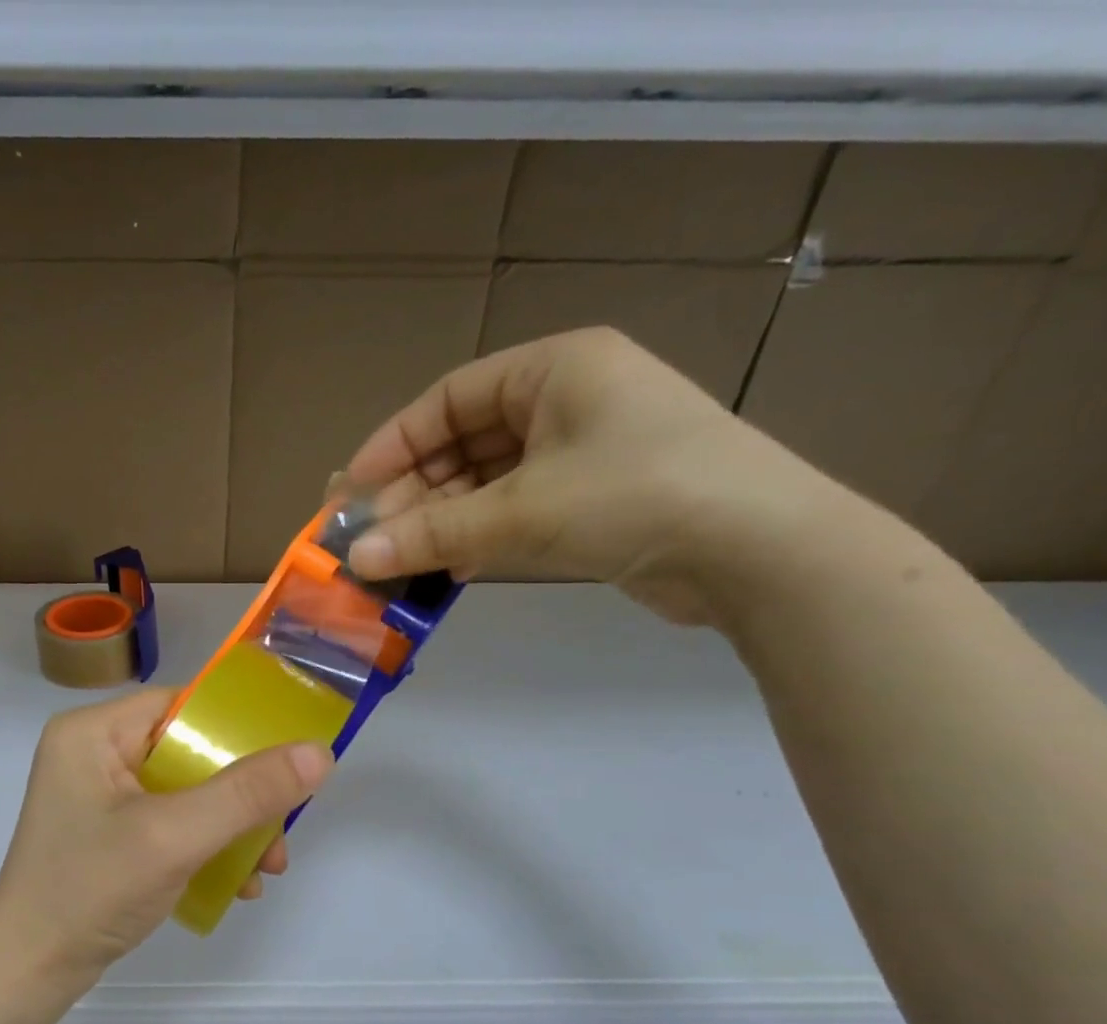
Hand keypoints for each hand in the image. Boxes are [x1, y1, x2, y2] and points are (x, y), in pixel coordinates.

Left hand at [0, 689, 333, 987]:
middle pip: (189, 752)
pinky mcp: (108, 834)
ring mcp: (99, 797)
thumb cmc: (91, 889)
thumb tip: (319, 753)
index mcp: (92, 732)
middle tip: (282, 831)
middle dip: (242, 795)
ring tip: (267, 868)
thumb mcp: (175, 836)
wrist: (30, 971)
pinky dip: (206, 847)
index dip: (236, 728)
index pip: (180, 706)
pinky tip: (237, 883)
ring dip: (232, 827)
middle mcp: (93, 754)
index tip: (286, 759)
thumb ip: (247, 793)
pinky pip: (170, 823)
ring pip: (186, 792)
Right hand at [340, 327, 852, 625]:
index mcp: (553, 369)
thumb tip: (356, 559)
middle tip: (369, 539)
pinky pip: (514, 510)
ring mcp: (582, 452)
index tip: (350, 491)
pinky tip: (446, 570)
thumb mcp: (520, 513)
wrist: (756, 550)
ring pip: (486, 482)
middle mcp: (566, 401)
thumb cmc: (632, 496)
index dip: (392, 445)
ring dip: (441, 522)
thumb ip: (431, 535)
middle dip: (413, 494)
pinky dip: (477, 538)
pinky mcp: (594, 499)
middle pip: (463, 443)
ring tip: (398, 561)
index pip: (448, 399)